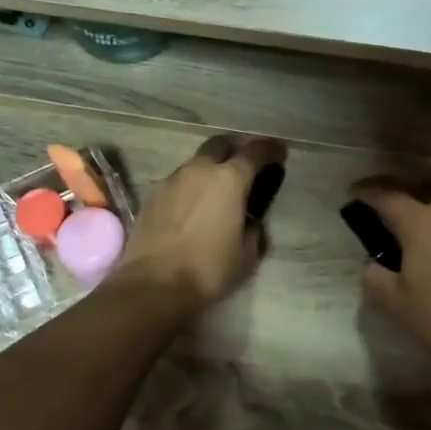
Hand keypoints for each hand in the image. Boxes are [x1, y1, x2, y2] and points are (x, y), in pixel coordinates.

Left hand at [113, 135, 286, 315]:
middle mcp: (199, 170)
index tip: (279, 153)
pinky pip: (177, 183)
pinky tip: (191, 210)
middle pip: (220, 145)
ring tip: (216, 193)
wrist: (154, 284)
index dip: (270, 150)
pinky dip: (189, 189)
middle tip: (244, 167)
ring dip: (209, 171)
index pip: (255, 152)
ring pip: (196, 164)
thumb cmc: (209, 269)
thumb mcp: (247, 254)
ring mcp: (171, 180)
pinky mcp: (151, 196)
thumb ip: (253, 229)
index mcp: (229, 179)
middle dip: (235, 150)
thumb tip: (249, 221)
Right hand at [349, 182, 430, 382]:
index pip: (387, 196)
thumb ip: (374, 275)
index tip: (354, 194)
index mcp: (420, 222)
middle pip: (422, 193)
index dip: (367, 193)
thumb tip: (373, 264)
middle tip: (391, 215)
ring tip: (428, 238)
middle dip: (404, 200)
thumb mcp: (393, 301)